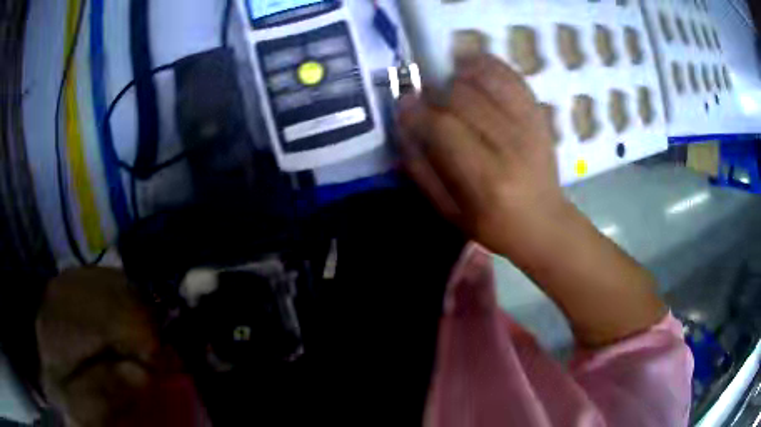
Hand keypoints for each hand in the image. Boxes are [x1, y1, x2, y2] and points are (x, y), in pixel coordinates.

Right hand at [398, 54, 565, 254]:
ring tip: (449, 84)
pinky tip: (473, 71)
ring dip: (459, 75)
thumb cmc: (493, 224)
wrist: (543, 221)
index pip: (444, 127)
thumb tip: (403, 125)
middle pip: (463, 97)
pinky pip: (511, 76)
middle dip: (435, 92)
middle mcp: (510, 145)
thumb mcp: (449, 211)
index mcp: (486, 178)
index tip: (404, 104)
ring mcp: (529, 126)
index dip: (417, 110)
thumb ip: (422, 170)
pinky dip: (488, 66)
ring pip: (486, 80)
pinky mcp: (539, 115)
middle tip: (426, 99)